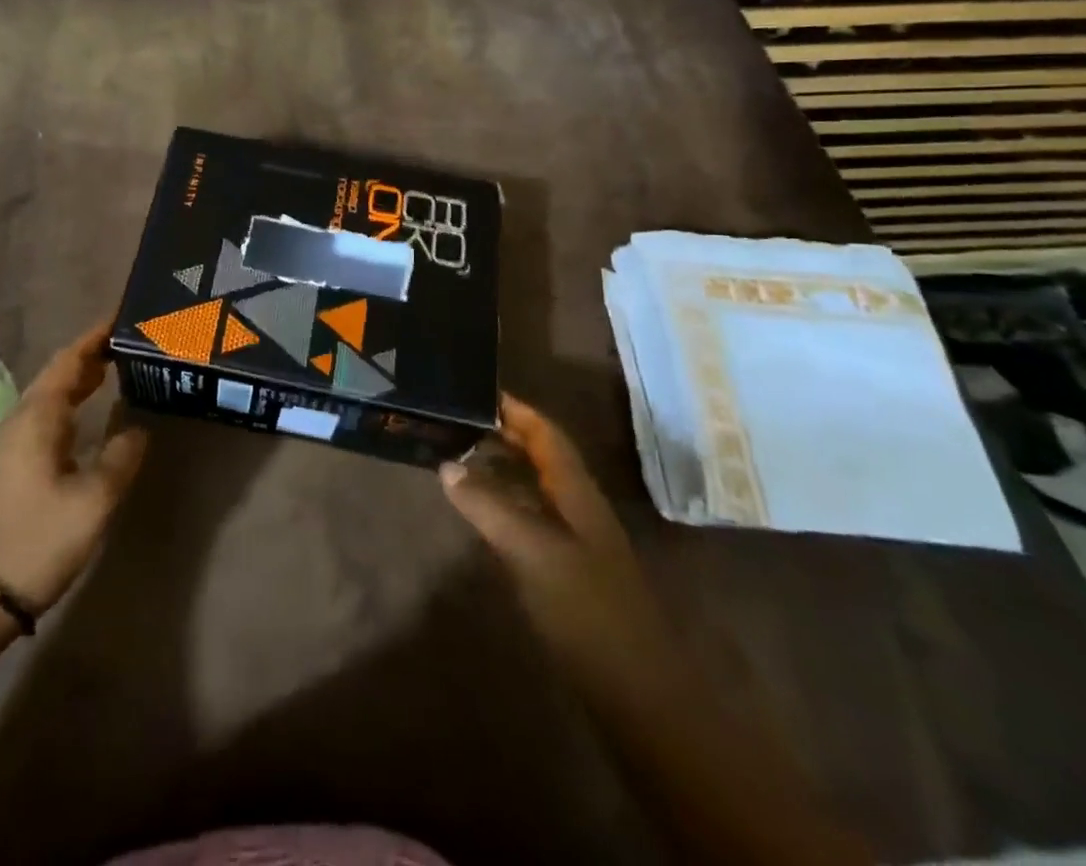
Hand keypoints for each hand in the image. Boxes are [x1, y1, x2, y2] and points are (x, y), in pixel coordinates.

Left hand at [0, 319, 147, 612]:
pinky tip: (85, 417)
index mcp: (37, 417)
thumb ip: (120, 458)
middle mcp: (18, 421)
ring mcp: (9, 444)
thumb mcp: (93, 500)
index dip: (94, 337)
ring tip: (113, 369)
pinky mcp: (8, 465)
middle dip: (89, 355)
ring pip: (48, 396)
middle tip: (127, 343)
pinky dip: (68, 404)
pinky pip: (42, 417)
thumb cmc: (39, 540)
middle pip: (56, 374)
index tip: (121, 317)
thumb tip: (137, 430)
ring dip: (78, 379)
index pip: (68, 361)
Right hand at [441, 394, 677, 691]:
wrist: (638, 694)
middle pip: (542, 458)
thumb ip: (488, 505)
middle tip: (459, 419)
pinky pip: (530, 520)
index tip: (479, 390)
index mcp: (577, 494)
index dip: (517, 410)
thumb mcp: (532, 551)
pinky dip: (504, 503)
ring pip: (536, 489)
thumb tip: (447, 465)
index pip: (547, 435)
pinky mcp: (566, 573)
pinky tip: (480, 512)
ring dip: (503, 467)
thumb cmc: (587, 610)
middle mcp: (578, 510)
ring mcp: (575, 543)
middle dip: (506, 434)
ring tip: (460, 455)